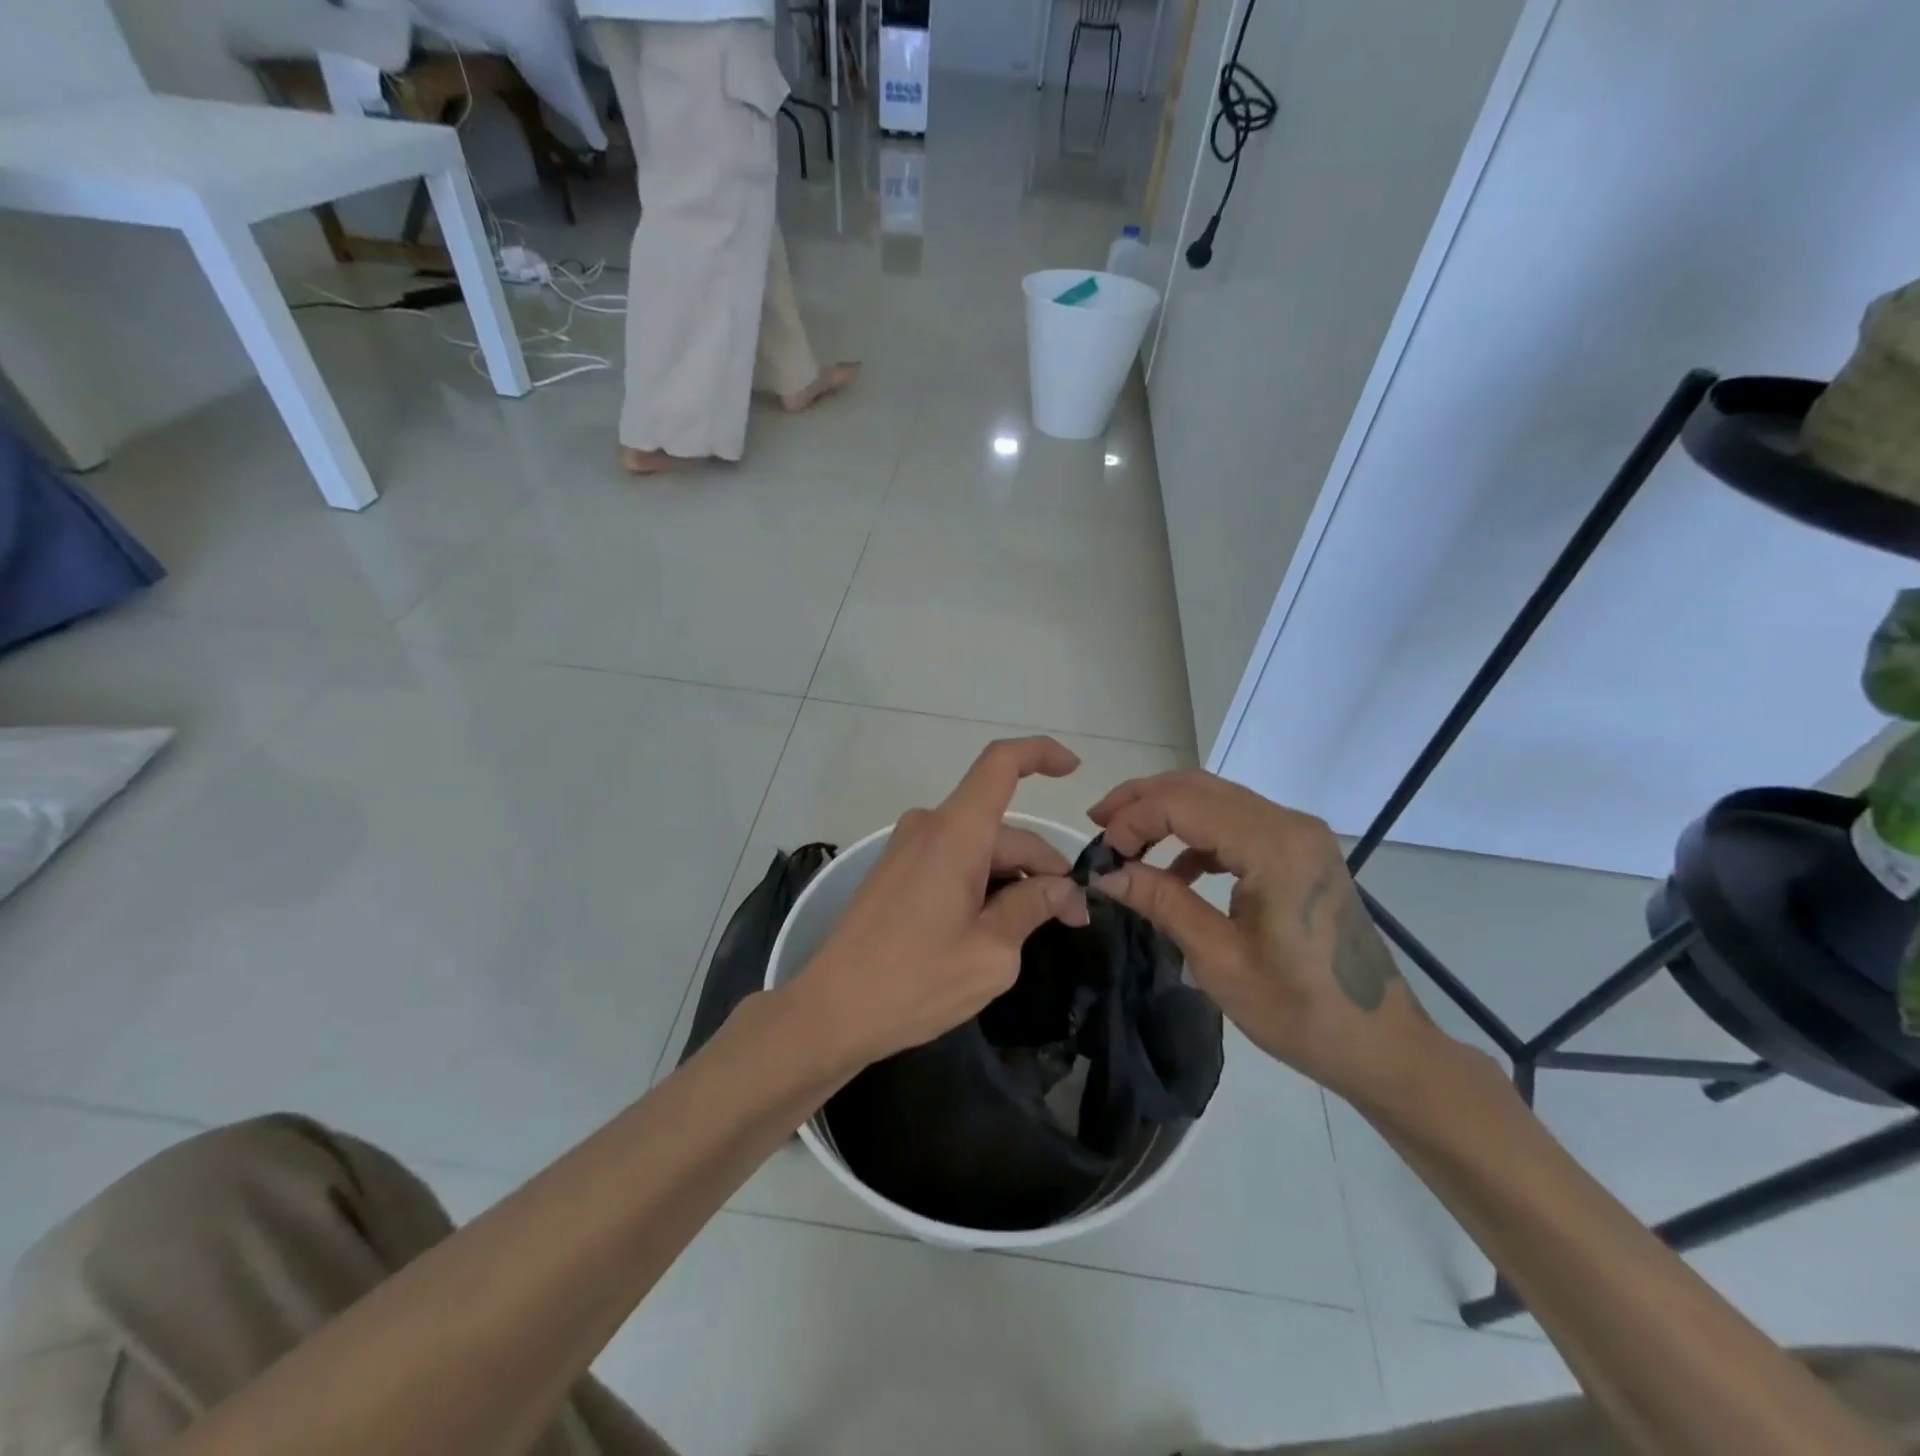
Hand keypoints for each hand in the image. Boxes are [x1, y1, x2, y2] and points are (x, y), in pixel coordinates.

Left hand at [794, 737, 1091, 1069]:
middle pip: (1002, 827)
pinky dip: (984, 882)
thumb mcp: (991, 952)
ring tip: (1038, 928)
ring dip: (1014, 877)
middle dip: (1043, 864)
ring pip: (980, 847)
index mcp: (955, 833)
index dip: (1041, 753)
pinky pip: (954, 859)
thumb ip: (1032, 907)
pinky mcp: (897, 871)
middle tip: (1074, 917)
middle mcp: (929, 826)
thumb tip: (1064, 887)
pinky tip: (996, 924)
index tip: (1075, 771)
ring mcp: (908, 848)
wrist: (830, 1011)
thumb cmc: (915, 981)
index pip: (1001, 763)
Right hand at [1087, 770, 1431, 1099]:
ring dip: (1166, 813)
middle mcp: (1290, 824)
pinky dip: (1195, 833)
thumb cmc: (1302, 1012)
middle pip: (1198, 787)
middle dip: (1142, 801)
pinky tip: (1174, 868)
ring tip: (1124, 840)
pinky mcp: (1300, 850)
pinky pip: (1235, 822)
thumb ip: (1161, 902)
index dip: (1133, 819)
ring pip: (1215, 798)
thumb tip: (1105, 872)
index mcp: (1275, 848)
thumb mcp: (1219, 960)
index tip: (1101, 854)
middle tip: (1098, 826)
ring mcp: (1299, 834)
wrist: (1382, 1045)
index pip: (1184, 804)